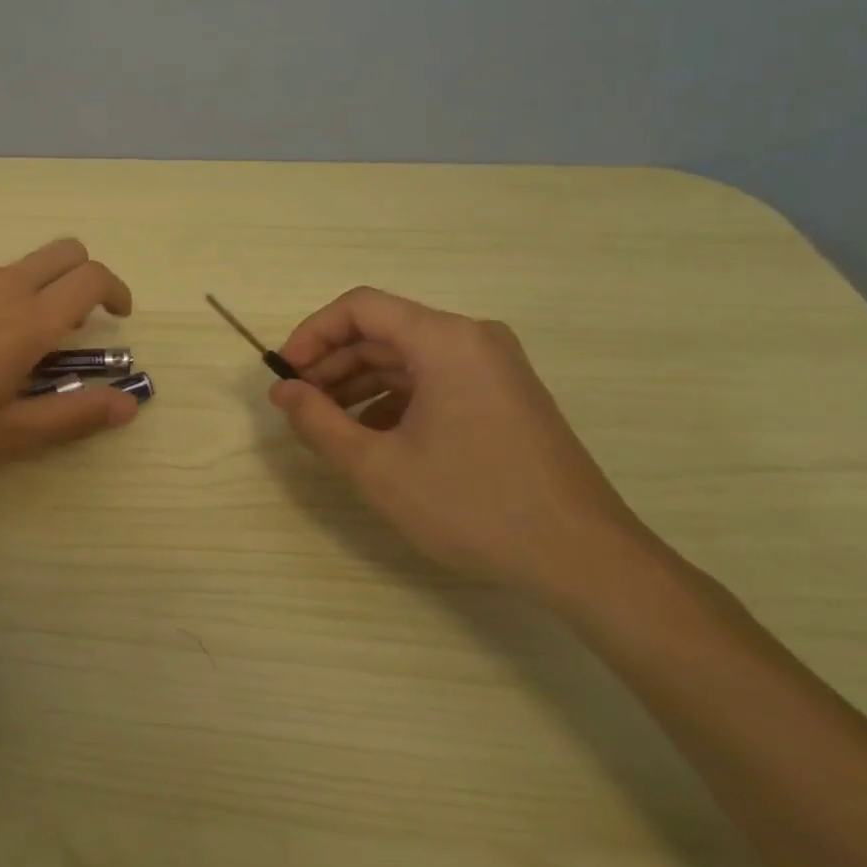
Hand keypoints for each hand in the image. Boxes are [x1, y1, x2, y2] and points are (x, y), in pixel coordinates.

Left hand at [0, 238, 139, 466]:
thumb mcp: (3, 433)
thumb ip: (72, 416)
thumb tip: (129, 404)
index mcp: (29, 320)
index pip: (92, 279)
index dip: (116, 290)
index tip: (118, 314)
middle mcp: (1, 284)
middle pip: (63, 252)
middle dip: (83, 275)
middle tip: (73, 320)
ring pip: (12, 270)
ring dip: (25, 296)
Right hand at [268, 287, 659, 607]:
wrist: (583, 559)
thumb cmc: (472, 504)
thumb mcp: (378, 466)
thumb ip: (319, 421)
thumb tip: (283, 392)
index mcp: (444, 340)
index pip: (360, 307)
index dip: (312, 334)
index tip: (284, 374)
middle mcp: (472, 340)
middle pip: (383, 333)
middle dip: (332, 365)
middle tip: (297, 406)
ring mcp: (494, 368)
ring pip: (407, 360)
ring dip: (359, 385)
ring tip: (326, 425)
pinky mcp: (504, 397)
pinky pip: (434, 381)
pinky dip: (394, 400)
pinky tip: (373, 438)